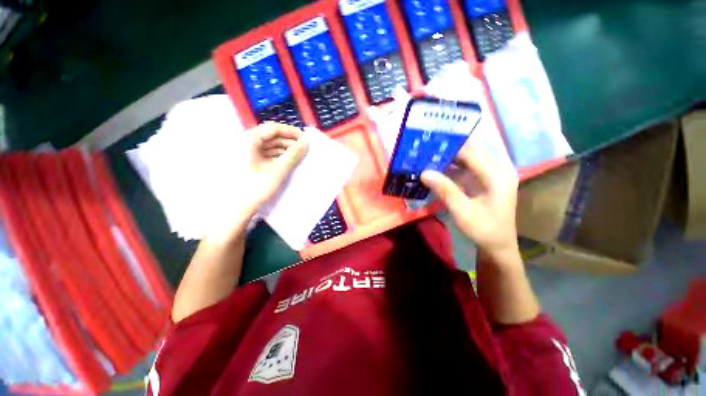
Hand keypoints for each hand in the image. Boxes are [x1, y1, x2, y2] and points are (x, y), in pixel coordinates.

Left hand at [246, 122, 308, 209]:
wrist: (238, 207)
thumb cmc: (257, 186)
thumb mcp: (279, 169)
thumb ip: (293, 154)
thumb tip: (307, 142)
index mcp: (249, 139)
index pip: (273, 128)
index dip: (291, 132)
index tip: (305, 139)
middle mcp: (246, 142)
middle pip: (271, 136)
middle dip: (289, 141)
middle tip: (304, 149)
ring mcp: (246, 152)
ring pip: (269, 145)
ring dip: (284, 149)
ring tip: (299, 156)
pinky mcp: (249, 161)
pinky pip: (266, 154)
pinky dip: (278, 156)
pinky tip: (288, 161)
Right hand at [421, 145, 518, 260]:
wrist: (498, 245)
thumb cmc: (483, 230)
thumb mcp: (462, 211)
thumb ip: (445, 190)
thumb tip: (424, 172)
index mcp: (498, 176)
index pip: (472, 153)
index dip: (450, 149)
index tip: (429, 148)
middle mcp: (499, 170)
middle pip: (473, 152)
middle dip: (450, 151)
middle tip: (427, 152)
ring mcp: (494, 175)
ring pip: (471, 158)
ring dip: (451, 158)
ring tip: (430, 158)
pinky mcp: (488, 180)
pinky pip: (469, 167)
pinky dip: (454, 167)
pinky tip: (440, 169)